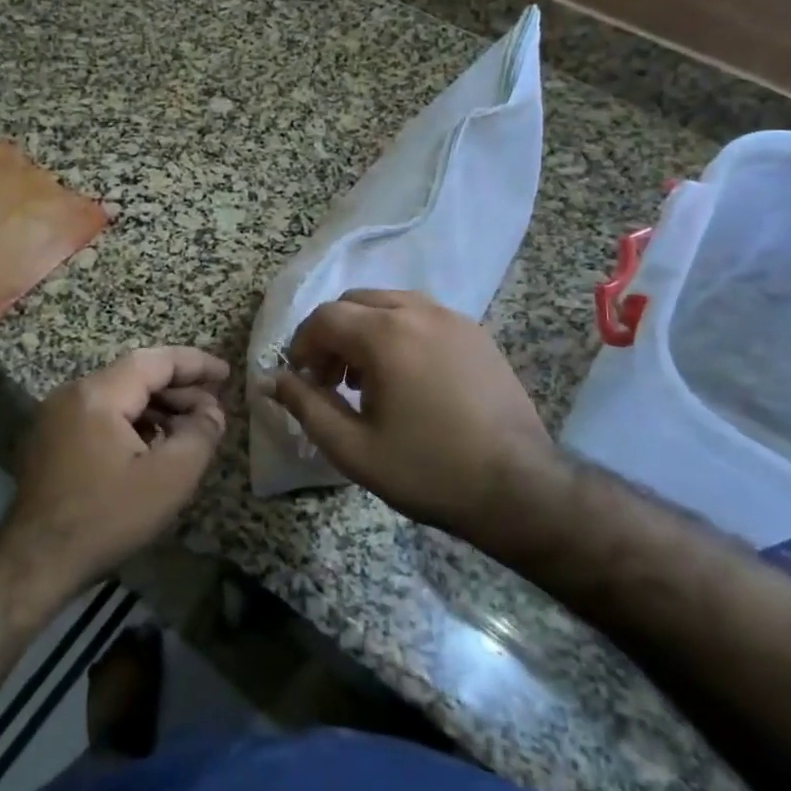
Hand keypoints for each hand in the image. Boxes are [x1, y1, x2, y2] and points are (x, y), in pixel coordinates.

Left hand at [2, 347, 229, 590]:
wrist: (36, 562)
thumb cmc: (107, 517)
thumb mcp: (169, 478)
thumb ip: (200, 435)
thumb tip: (212, 412)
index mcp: (98, 394)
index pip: (155, 361)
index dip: (195, 364)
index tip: (226, 374)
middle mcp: (72, 394)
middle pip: (134, 376)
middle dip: (177, 388)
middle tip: (212, 407)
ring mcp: (55, 416)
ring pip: (117, 396)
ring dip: (155, 407)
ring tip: (188, 429)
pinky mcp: (49, 439)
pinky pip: (99, 416)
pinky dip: (131, 422)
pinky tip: (151, 447)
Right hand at [269, 290, 568, 548]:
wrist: (518, 488)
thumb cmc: (428, 470)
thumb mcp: (353, 448)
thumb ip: (306, 406)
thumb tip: (272, 379)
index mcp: (385, 335)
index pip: (324, 318)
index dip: (302, 345)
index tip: (301, 379)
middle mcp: (418, 312)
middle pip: (354, 302)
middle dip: (332, 335)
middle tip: (330, 380)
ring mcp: (452, 318)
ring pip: (389, 303)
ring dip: (364, 330)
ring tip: (366, 379)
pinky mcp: (476, 333)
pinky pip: (422, 315)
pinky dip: (398, 331)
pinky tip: (406, 376)